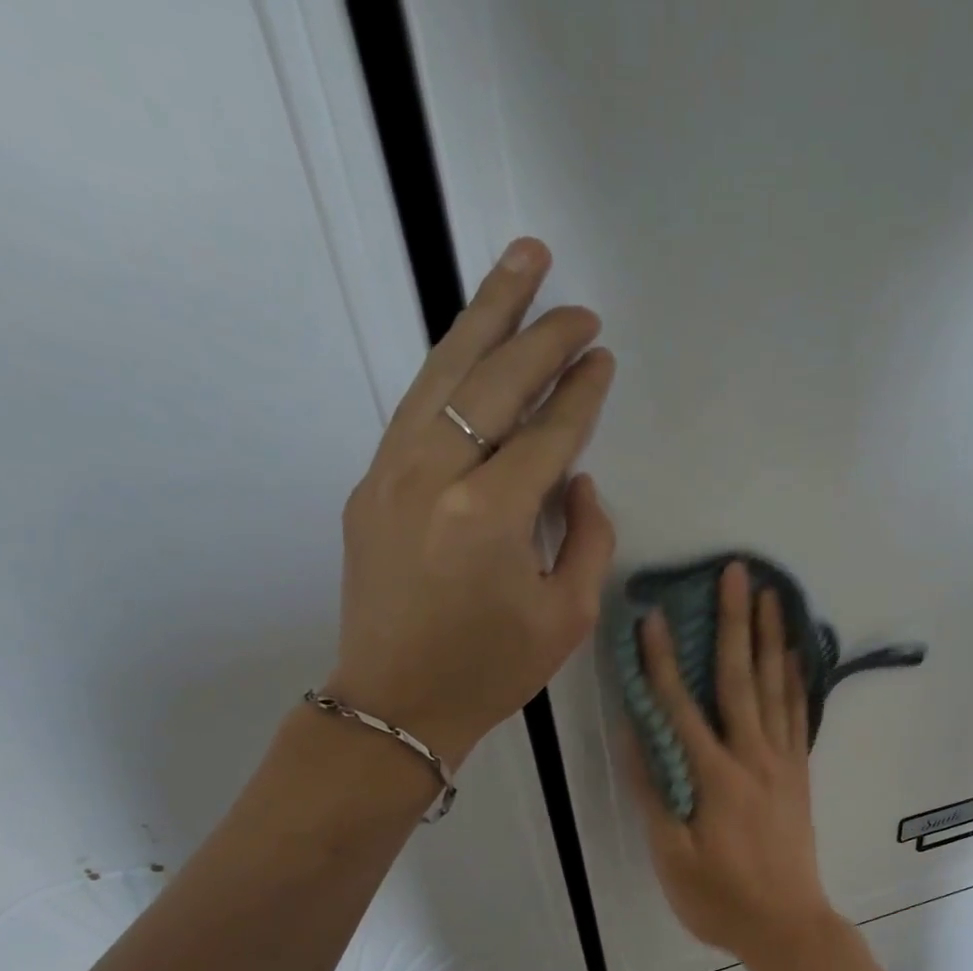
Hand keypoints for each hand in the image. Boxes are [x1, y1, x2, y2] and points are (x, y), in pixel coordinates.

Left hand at [325, 238, 616, 769]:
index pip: (548, 435)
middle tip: (576, 301)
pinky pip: (417, 409)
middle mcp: (434, 478)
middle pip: (492, 383)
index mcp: (490, 516)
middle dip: (540, 334)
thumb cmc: (492, 671)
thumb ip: (587, 539)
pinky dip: (450, 369)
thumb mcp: (567, 616)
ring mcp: (390, 475)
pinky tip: (472, 347)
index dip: (581, 394)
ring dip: (484, 317)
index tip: (604, 359)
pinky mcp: (369, 486)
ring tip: (519, 264)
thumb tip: (578, 482)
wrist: (395, 704)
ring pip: (442, 375)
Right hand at [625, 562, 845, 964]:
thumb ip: (653, 792)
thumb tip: (634, 733)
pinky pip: (799, 715)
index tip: (654, 616)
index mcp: (713, 777)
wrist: (789, 926)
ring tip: (769, 594)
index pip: (681, 707)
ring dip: (769, 637)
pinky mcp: (798, 772)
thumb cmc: (720, 899)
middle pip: (740, 678)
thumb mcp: (672, 857)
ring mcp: (782, 762)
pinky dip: (796, 679)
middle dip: (734, 622)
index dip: (663, 661)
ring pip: (775, 687)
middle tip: (736, 572)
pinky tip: (794, 653)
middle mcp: (752, 757)